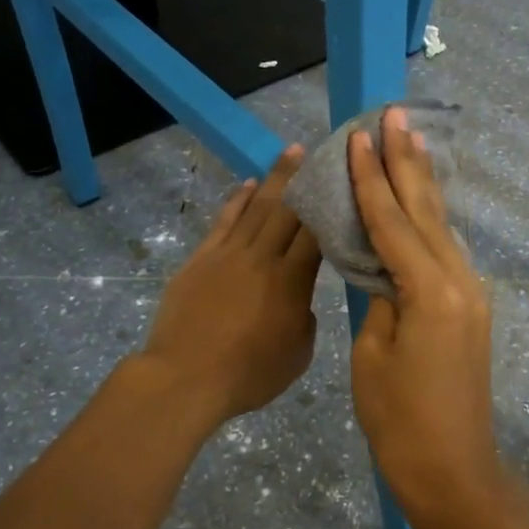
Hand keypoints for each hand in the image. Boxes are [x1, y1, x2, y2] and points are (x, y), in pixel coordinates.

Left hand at [142, 145, 323, 425]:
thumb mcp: (298, 353)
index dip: (331, 203)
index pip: (316, 232)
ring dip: (275, 178)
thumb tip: (299, 298)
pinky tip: (248, 185)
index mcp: (292, 280)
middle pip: (288, 209)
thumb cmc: (248, 374)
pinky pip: (224, 221)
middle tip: (321, 151)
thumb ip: (305, 317)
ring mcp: (228, 254)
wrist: (185, 377)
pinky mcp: (201, 259)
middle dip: (306, 178)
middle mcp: (263, 257)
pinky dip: (238, 200)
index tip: (343, 180)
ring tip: (291, 153)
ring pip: (257, 207)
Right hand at [347, 107, 504, 522]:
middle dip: (407, 162)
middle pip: (426, 210)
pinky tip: (421, 202)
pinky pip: (444, 251)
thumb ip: (380, 298)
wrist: (453, 470)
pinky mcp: (470, 308)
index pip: (393, 221)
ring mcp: (471, 294)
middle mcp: (459, 281)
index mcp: (430, 290)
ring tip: (409, 142)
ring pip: (440, 226)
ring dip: (422, 184)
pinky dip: (428, 220)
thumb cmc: (400, 420)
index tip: (360, 136)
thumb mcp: (373, 354)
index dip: (372, 177)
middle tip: (395, 115)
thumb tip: (384, 269)